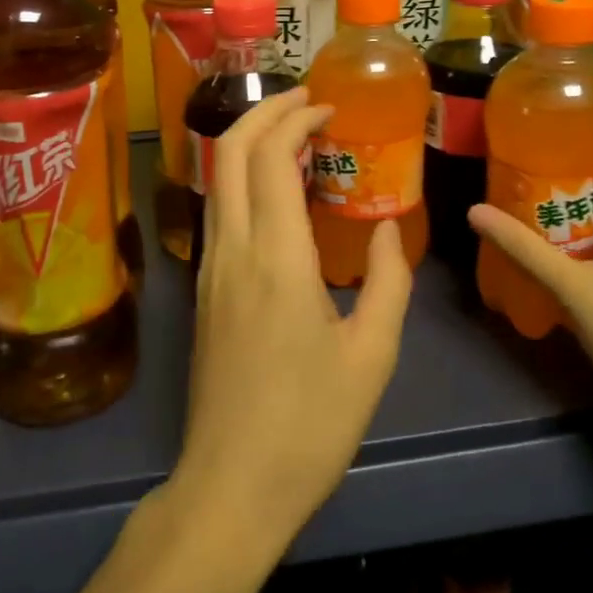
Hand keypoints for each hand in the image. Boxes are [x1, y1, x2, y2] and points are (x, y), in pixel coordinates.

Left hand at [170, 89, 414, 552]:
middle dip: (265, 112)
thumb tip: (389, 228)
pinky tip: (278, 196)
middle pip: (229, 151)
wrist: (230, 488)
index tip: (329, 110)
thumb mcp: (372, 355)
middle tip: (307, 103)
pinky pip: (219, 211)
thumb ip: (389, 281)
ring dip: (250, 142)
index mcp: (276, 258)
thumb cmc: (309, 425)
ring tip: (296, 140)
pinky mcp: (204, 290)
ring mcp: (210, 269)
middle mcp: (232, 249)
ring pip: (217, 178)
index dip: (296, 119)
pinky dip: (244, 179)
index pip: (270, 156)